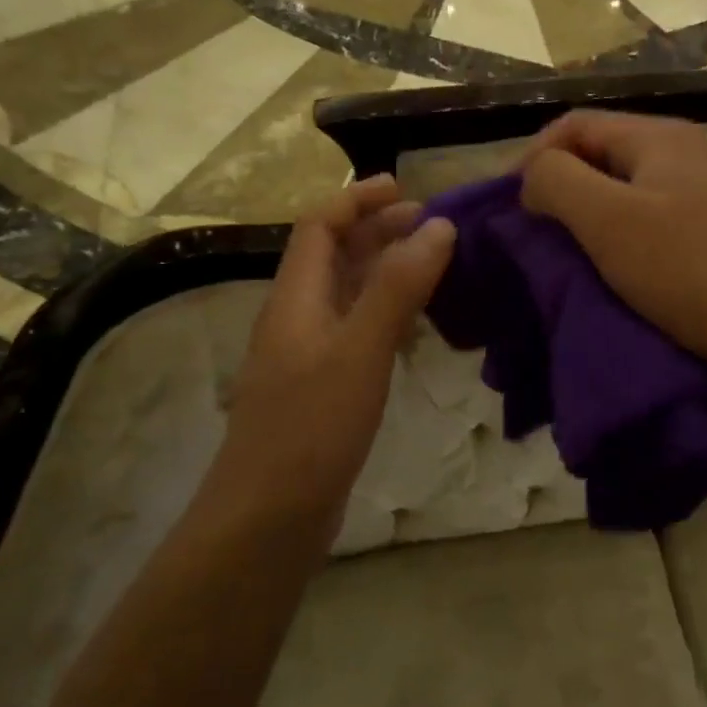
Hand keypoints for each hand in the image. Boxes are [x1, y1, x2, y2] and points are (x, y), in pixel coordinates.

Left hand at [217, 177, 454, 540]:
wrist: (268, 517)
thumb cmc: (311, 428)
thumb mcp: (359, 350)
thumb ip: (398, 288)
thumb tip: (438, 227)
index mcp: (296, 299)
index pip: (320, 227)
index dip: (358, 200)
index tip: (407, 188)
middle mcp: (297, 319)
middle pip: (334, 257)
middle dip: (378, 231)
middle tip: (432, 225)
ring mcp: (308, 357)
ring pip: (347, 295)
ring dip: (386, 271)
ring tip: (433, 265)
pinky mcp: (323, 389)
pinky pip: (357, 332)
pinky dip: (387, 314)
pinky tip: (415, 327)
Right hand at [520, 110, 706, 380]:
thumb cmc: (681, 270)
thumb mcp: (607, 219)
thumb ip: (556, 180)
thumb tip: (535, 177)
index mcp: (660, 136)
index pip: (576, 124)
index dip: (534, 156)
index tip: (511, 205)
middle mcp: (684, 153)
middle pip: (600, 153)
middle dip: (559, 186)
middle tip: (533, 229)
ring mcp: (701, 192)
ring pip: (622, 189)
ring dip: (586, 214)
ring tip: (563, 251)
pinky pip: (646, 219)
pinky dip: (616, 235)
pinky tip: (607, 266)